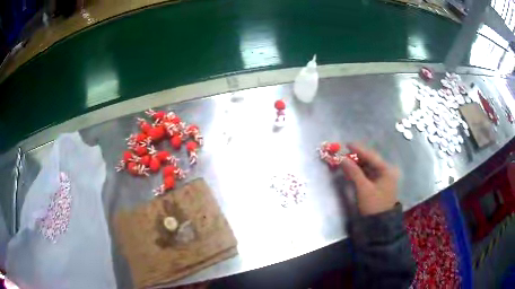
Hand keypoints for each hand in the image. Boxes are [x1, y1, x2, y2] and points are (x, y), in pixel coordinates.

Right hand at [340, 143, 399, 215]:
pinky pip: (368, 174)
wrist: (379, 225)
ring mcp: (383, 178)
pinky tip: (351, 170)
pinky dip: (359, 172)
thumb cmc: (373, 205)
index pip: (372, 156)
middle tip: (343, 153)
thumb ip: (353, 172)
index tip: (347, 144)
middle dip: (356, 157)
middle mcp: (387, 171)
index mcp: (387, 170)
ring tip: (344, 161)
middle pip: (370, 160)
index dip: (359, 149)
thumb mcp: (363, 188)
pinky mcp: (378, 185)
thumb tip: (341, 158)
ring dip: (357, 164)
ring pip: (368, 167)